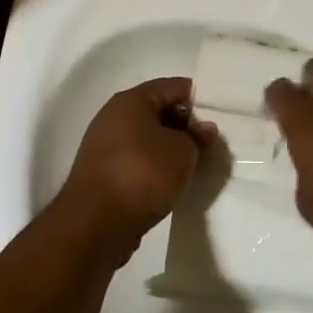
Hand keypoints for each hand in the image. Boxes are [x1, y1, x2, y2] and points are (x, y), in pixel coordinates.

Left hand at [57, 78, 214, 260]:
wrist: (95, 225)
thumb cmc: (142, 174)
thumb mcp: (182, 152)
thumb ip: (197, 137)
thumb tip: (204, 129)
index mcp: (131, 100)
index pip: (172, 86)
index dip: (198, 99)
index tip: (218, 117)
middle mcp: (113, 116)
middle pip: (158, 111)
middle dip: (185, 126)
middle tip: (209, 144)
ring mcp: (104, 146)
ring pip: (147, 138)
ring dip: (169, 148)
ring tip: (193, 165)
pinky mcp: (102, 173)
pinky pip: (136, 160)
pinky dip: (154, 166)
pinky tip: (170, 182)